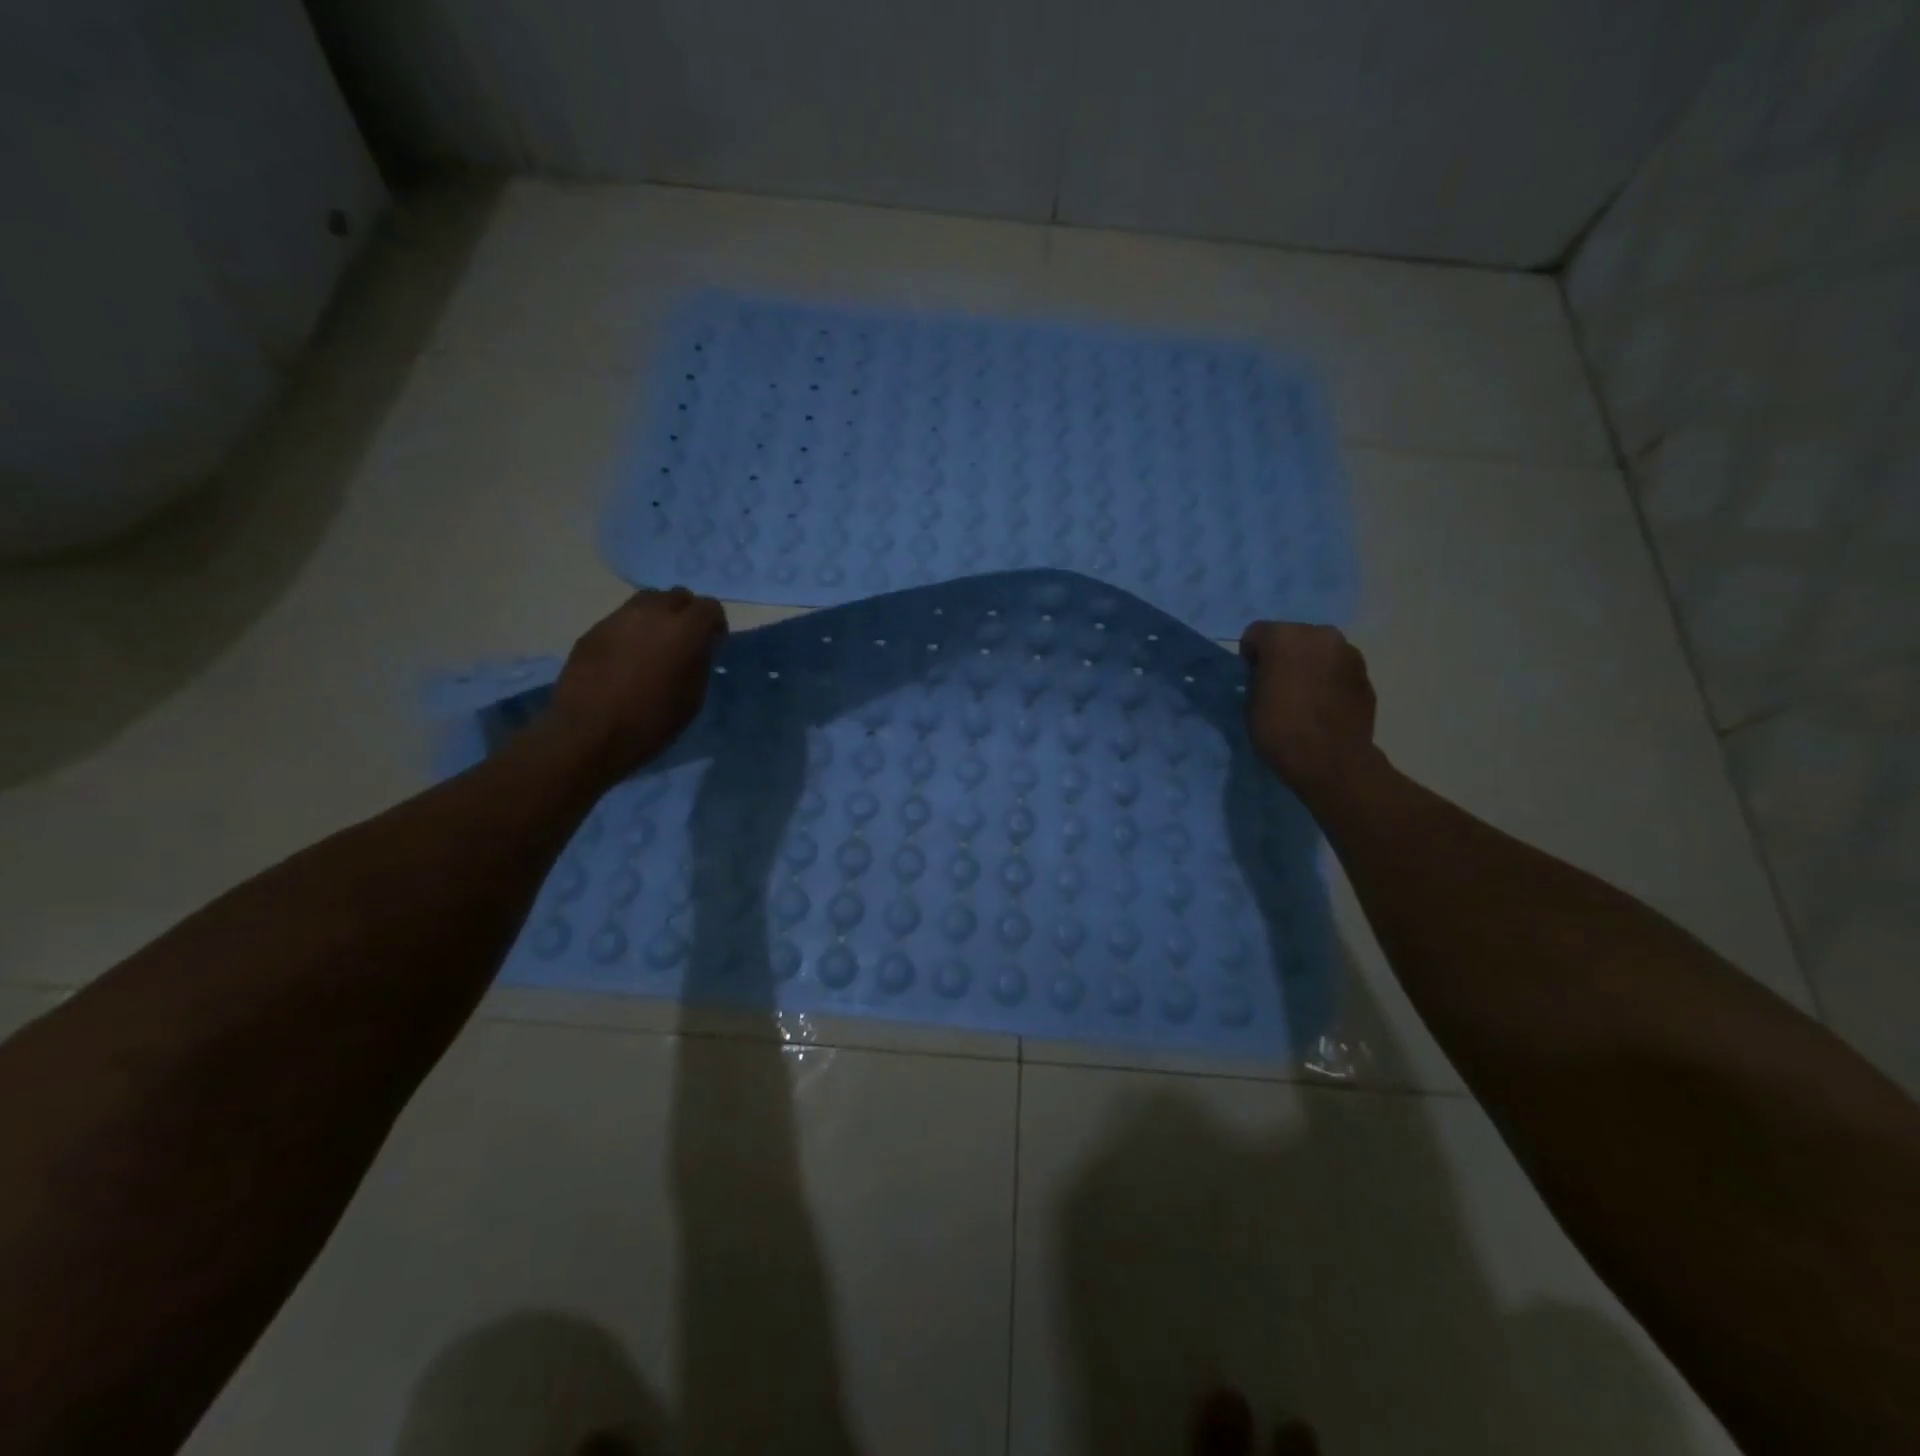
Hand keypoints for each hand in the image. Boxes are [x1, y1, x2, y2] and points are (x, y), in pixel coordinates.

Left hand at [547, 587, 727, 782]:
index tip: (713, 644)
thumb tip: (700, 647)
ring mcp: (618, 619)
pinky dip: (632, 631)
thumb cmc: (651, 722)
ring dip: (658, 617)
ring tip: (654, 646)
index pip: (709, 607)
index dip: (714, 624)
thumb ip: (700, 662)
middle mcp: (652, 614)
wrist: (588, 734)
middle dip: (686, 614)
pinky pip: (622, 620)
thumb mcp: (693, 697)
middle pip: (677, 596)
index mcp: (684, 631)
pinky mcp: (593, 630)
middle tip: (684, 641)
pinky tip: (626, 659)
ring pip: (647, 601)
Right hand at [1238, 620, 1377, 794]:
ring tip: (1305, 696)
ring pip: (1320, 651)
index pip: (1256, 634)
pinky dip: (1330, 680)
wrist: (1330, 759)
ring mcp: (1349, 653)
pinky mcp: (1366, 675)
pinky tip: (1324, 705)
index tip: (1251, 679)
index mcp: (1284, 637)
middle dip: (1284, 654)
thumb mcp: (1251, 700)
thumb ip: (1260, 676)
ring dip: (1310, 665)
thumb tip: (1269, 674)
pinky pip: (1338, 670)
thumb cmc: (1280, 728)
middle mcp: (1320, 634)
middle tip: (1278, 684)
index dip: (1250, 656)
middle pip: (1293, 636)